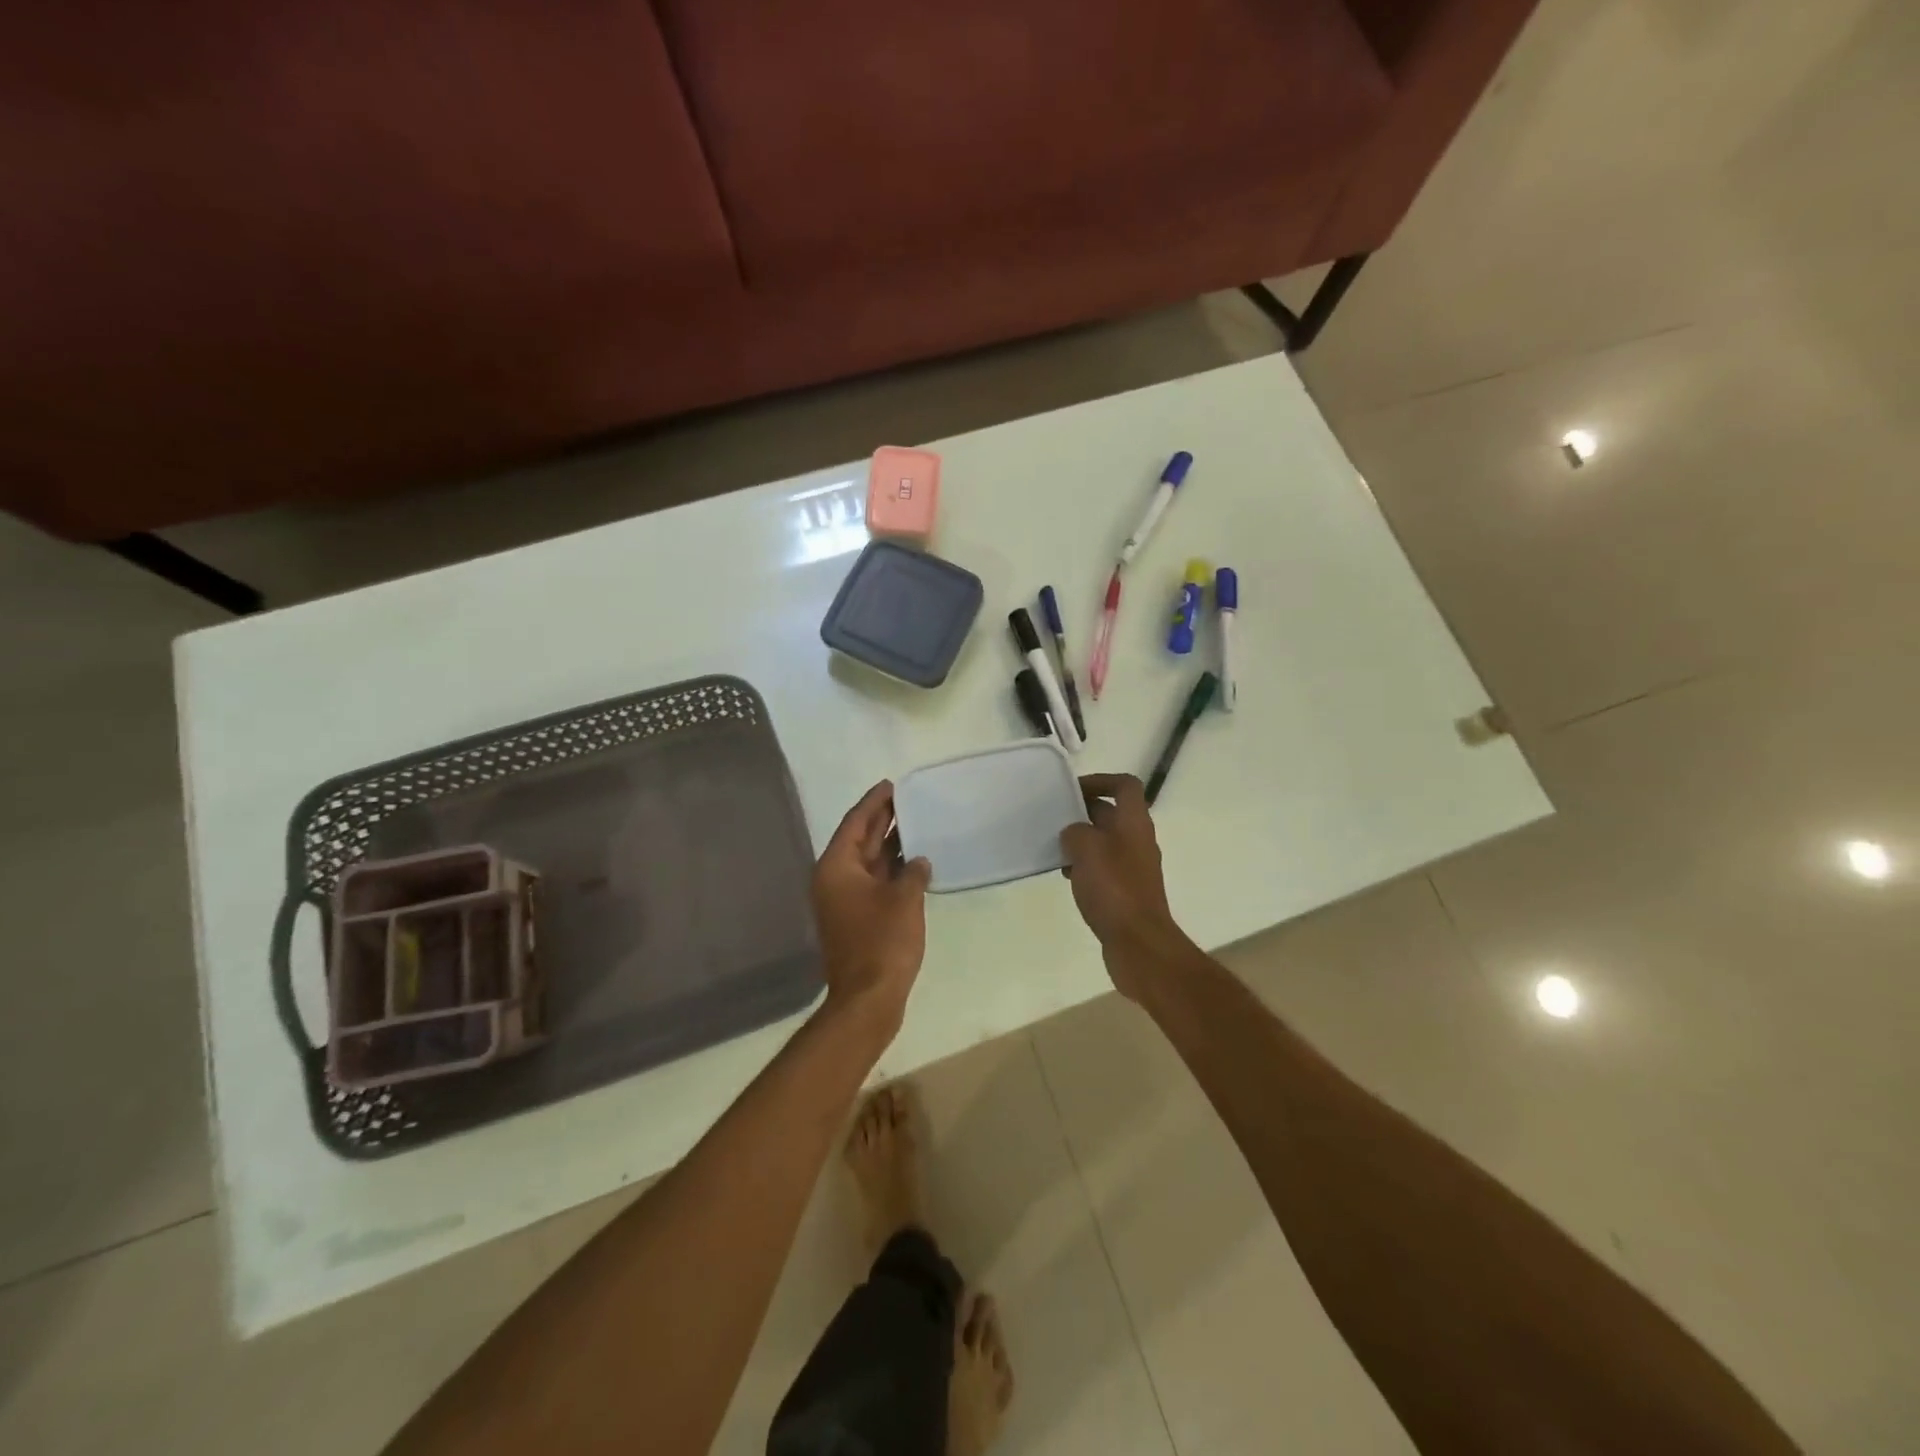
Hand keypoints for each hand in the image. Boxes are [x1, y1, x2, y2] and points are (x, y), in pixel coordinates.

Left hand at [812, 782, 932, 1035]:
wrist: (868, 999)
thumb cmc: (882, 942)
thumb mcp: (904, 900)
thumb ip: (914, 872)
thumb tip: (919, 861)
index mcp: (837, 868)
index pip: (855, 823)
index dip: (873, 802)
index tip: (891, 784)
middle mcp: (835, 879)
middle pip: (859, 839)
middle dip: (881, 819)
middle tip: (906, 798)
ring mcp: (845, 901)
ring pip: (868, 862)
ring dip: (889, 844)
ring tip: (915, 822)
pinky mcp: (857, 918)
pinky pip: (875, 881)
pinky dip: (892, 869)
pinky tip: (915, 862)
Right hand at [1060, 773, 1192, 999]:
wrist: (1138, 942)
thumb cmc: (1114, 888)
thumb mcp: (1086, 849)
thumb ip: (1075, 832)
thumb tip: (1073, 834)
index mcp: (1134, 822)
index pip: (1124, 785)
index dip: (1100, 780)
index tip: (1072, 790)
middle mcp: (1138, 839)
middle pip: (1112, 812)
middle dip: (1083, 812)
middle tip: (1054, 818)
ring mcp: (1134, 867)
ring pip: (1105, 841)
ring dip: (1082, 840)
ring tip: (1056, 849)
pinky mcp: (1126, 891)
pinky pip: (1104, 867)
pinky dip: (1085, 866)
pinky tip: (1067, 877)